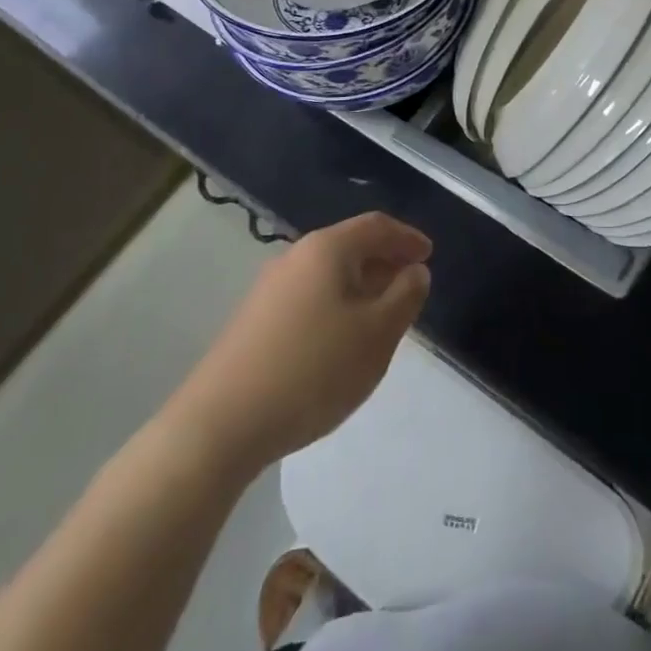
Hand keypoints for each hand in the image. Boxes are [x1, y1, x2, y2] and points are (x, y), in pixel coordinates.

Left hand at [182, 212, 430, 468]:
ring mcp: (269, 289)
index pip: (377, 226)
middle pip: (350, 246)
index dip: (408, 237)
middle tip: (411, 284)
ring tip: (382, 315)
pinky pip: (309, 296)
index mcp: (327, 249)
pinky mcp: (254, 320)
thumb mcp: (377, 334)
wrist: (220, 425)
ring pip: (328, 274)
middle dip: (385, 261)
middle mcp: (295, 256)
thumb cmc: (313, 369)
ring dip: (361, 285)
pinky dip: (336, 304)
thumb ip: (405, 296)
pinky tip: (341, 339)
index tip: (430, 254)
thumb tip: (414, 271)